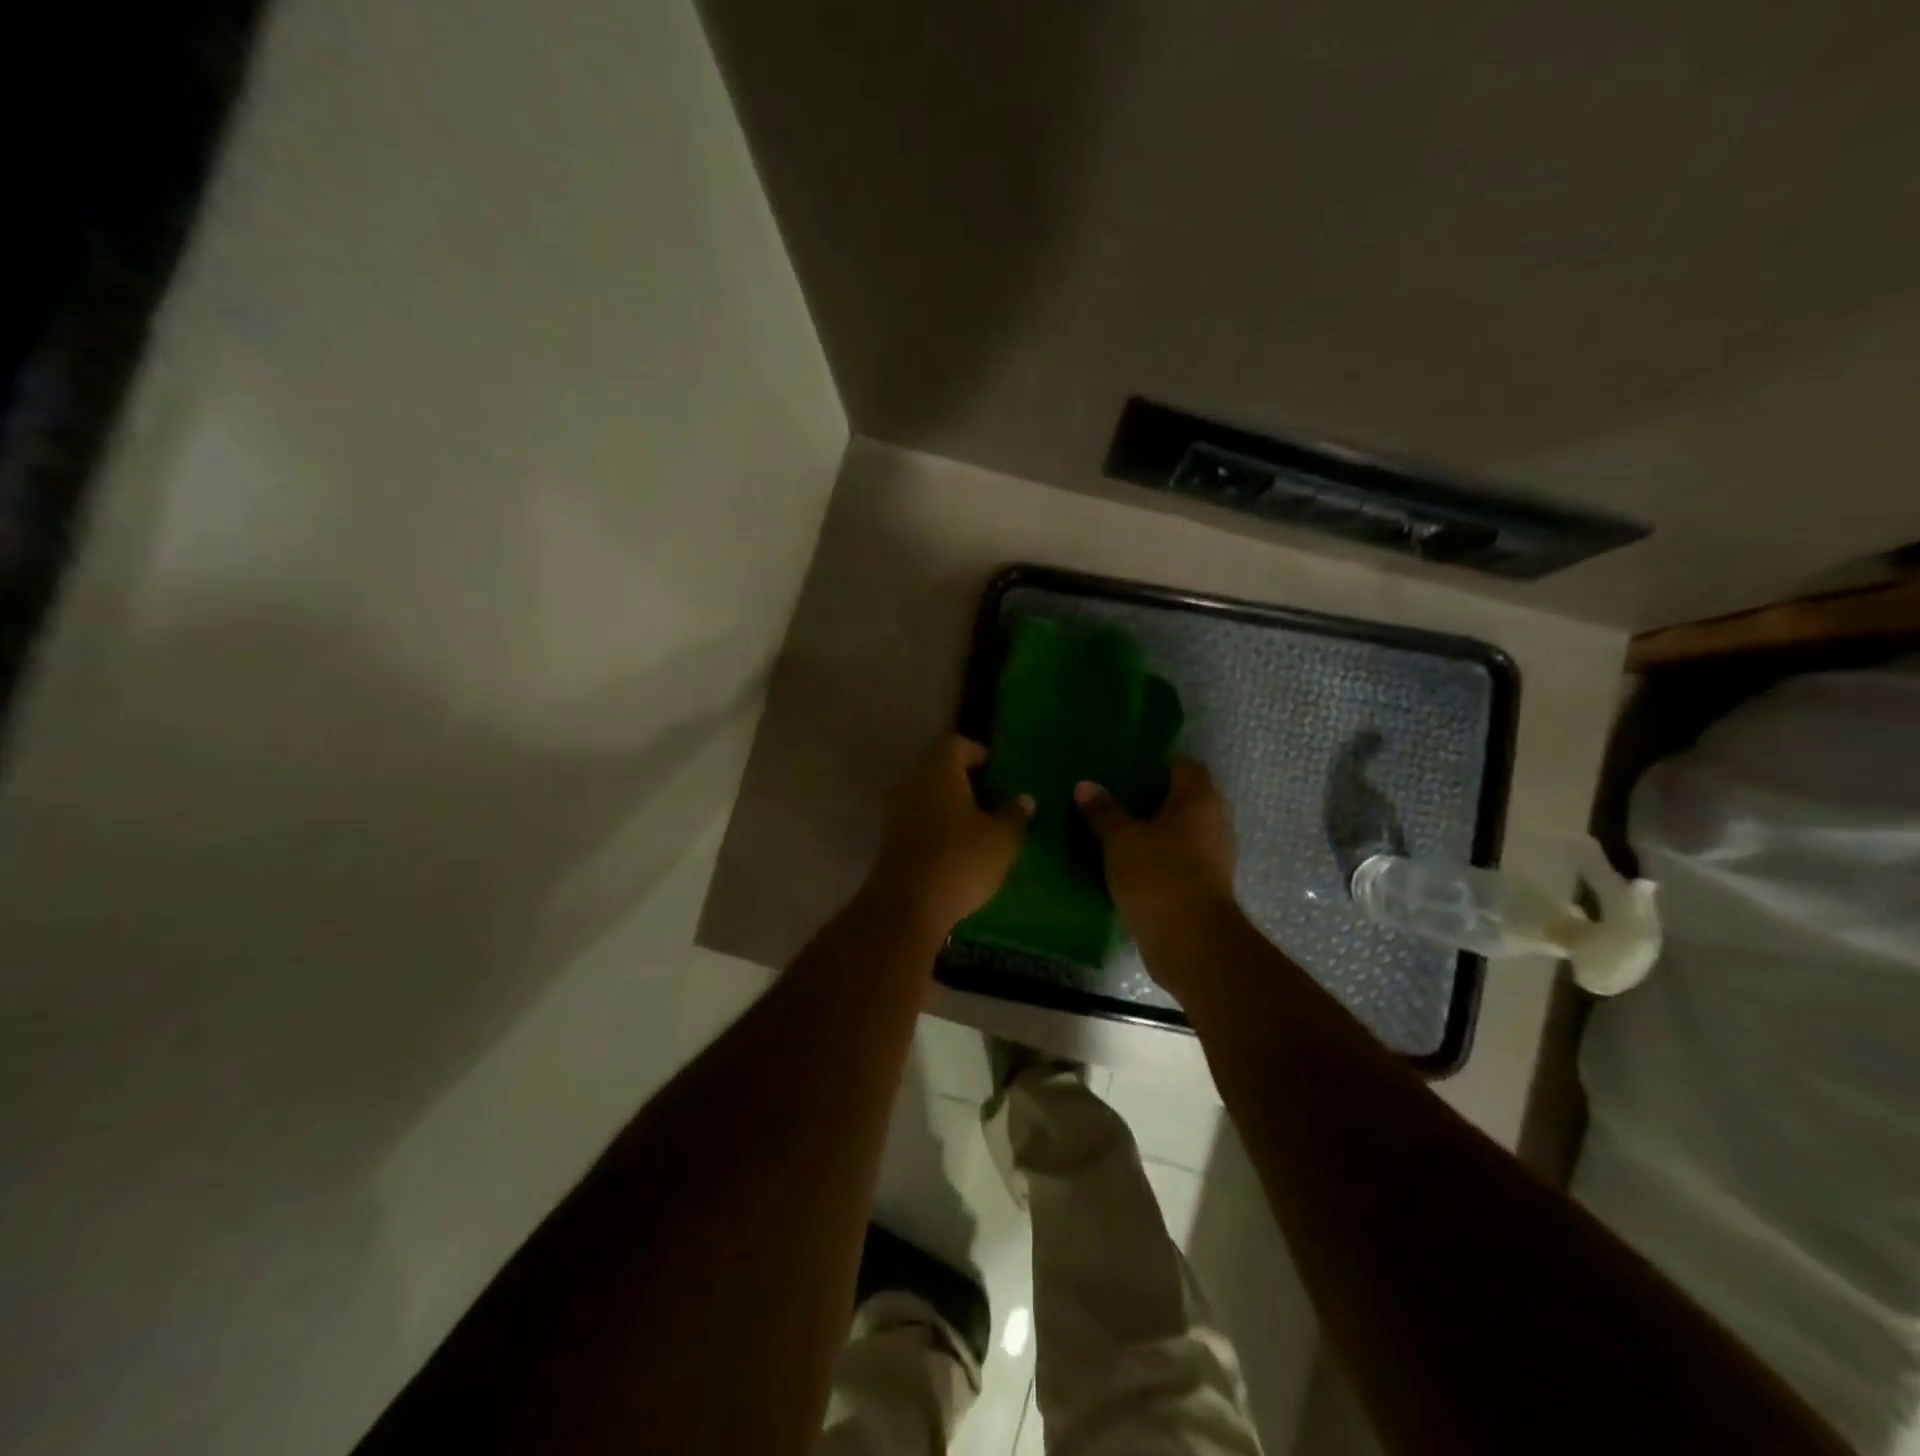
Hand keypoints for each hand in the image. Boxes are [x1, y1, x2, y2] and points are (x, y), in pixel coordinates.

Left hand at [866, 736, 1032, 937]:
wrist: (907, 905)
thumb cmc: (960, 859)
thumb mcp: (1002, 839)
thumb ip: (1014, 814)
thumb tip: (1024, 799)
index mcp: (938, 770)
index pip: (955, 744)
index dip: (977, 753)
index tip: (997, 771)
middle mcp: (911, 782)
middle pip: (938, 769)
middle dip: (964, 780)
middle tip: (992, 798)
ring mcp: (894, 811)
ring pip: (925, 795)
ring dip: (948, 805)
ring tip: (977, 825)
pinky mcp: (888, 840)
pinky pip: (916, 820)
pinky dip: (935, 826)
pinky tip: (956, 847)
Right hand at [1076, 758, 1238, 976]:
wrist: (1190, 941)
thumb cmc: (1158, 875)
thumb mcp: (1121, 840)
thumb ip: (1103, 811)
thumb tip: (1085, 785)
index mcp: (1198, 799)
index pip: (1181, 765)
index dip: (1154, 763)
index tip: (1123, 767)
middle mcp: (1213, 821)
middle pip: (1182, 798)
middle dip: (1150, 797)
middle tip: (1113, 796)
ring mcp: (1213, 855)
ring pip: (1180, 830)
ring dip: (1154, 829)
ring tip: (1115, 828)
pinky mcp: (1204, 884)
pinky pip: (1178, 857)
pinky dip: (1158, 855)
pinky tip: (1128, 860)